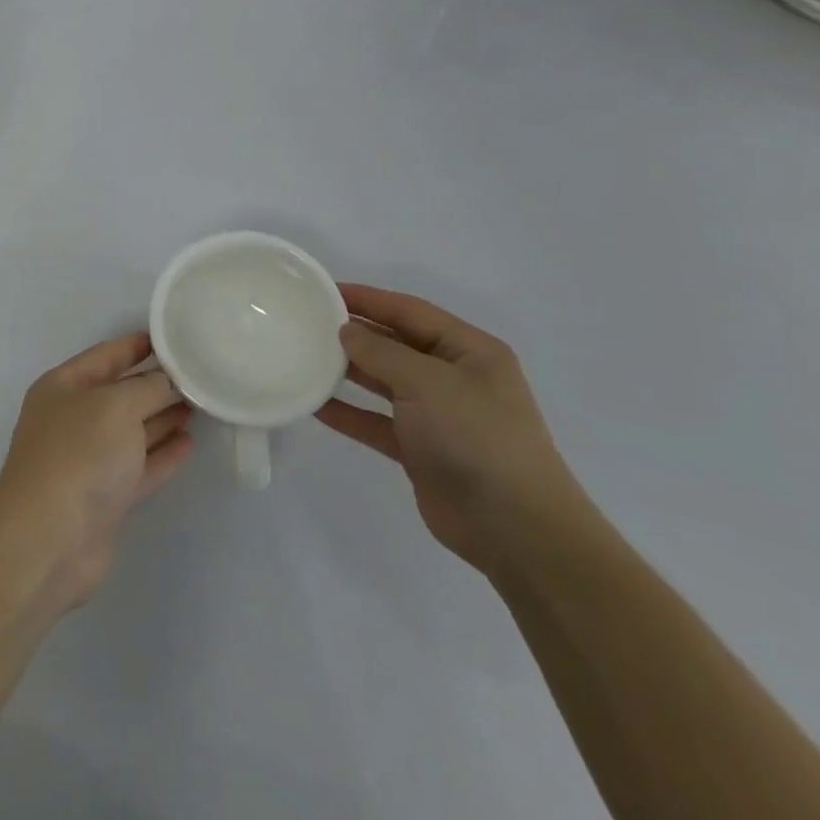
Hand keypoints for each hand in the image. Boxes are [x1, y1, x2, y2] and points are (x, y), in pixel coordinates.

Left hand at [0, 333, 194, 609]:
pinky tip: (189, 442)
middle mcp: (72, 419)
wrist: (49, 539)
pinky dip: (162, 454)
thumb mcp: (115, 406)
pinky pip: (139, 466)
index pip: (106, 355)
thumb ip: (148, 388)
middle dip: (156, 383)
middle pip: (121, 393)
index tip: (174, 337)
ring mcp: (88, 460)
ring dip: (163, 417)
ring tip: (200, 404)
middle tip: (199, 374)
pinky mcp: (105, 497)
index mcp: (63, 386)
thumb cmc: (78, 455)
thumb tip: (170, 380)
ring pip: (132, 431)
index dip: (138, 344)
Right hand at [317, 285, 592, 576]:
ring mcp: (438, 415)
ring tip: (304, 358)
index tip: (323, 290)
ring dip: (348, 371)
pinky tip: (315, 405)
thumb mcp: (427, 382)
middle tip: (307, 323)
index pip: (410, 311)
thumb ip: (381, 351)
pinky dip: (349, 413)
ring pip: (384, 382)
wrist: (515, 528)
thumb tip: (346, 331)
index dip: (367, 298)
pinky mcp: (421, 450)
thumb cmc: (476, 437)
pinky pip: (377, 422)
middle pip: (396, 344)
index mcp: (470, 351)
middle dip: (355, 333)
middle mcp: (455, 377)